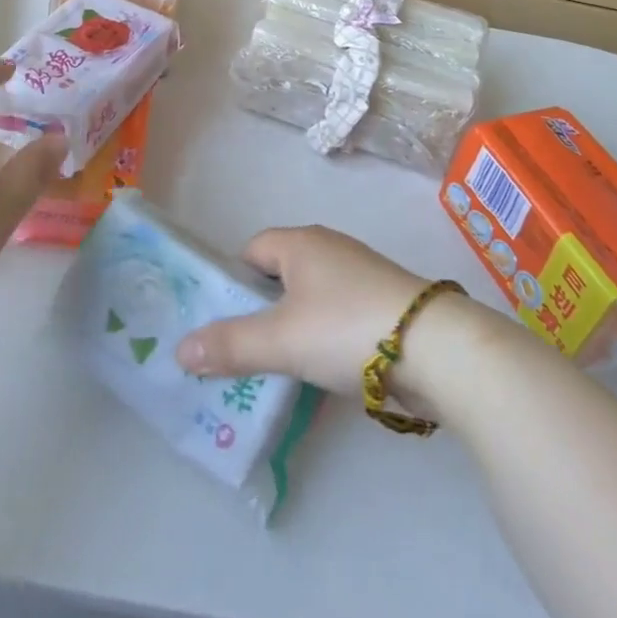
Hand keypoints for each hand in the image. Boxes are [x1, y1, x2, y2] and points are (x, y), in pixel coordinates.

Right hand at [174, 226, 434, 394]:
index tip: (224, 321)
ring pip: (312, 300)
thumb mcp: (280, 341)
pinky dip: (326, 340)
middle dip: (262, 311)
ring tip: (280, 370)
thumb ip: (230, 345)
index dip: (233, 282)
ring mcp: (362, 275)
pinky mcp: (386, 304)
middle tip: (244, 351)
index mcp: (301, 243)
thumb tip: (180, 351)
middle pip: (281, 275)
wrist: (437, 349)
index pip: (252, 250)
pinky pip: (340, 317)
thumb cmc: (346, 329)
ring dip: (295, 329)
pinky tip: (325, 373)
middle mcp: (330, 249)